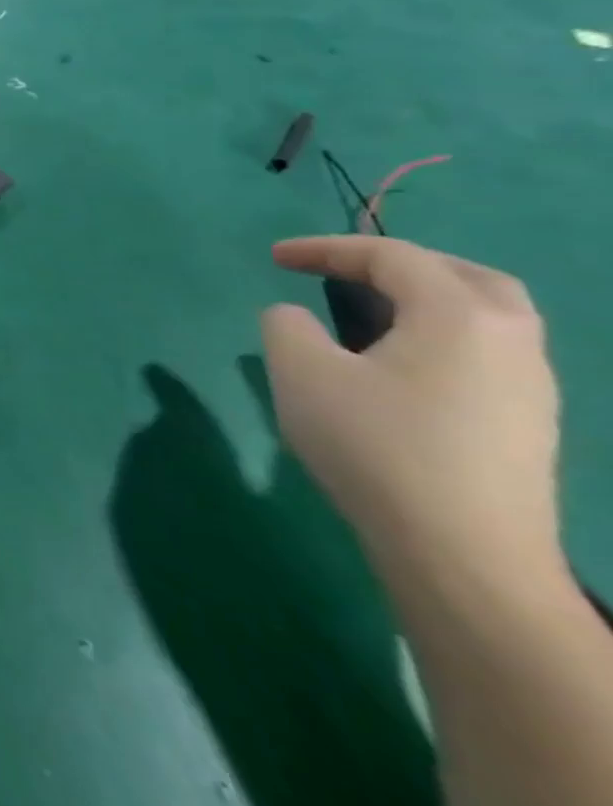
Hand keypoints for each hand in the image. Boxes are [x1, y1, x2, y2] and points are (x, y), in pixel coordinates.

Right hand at [262, 235, 561, 582]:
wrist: (463, 557)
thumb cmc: (376, 446)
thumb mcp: (300, 371)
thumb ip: (287, 324)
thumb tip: (298, 319)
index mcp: (459, 316)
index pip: (391, 256)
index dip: (325, 248)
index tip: (274, 258)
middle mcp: (511, 342)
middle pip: (466, 277)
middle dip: (401, 265)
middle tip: (346, 271)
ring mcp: (531, 390)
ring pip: (487, 320)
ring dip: (427, 303)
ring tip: (369, 314)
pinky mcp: (528, 428)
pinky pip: (487, 356)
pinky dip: (441, 339)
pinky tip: (400, 367)